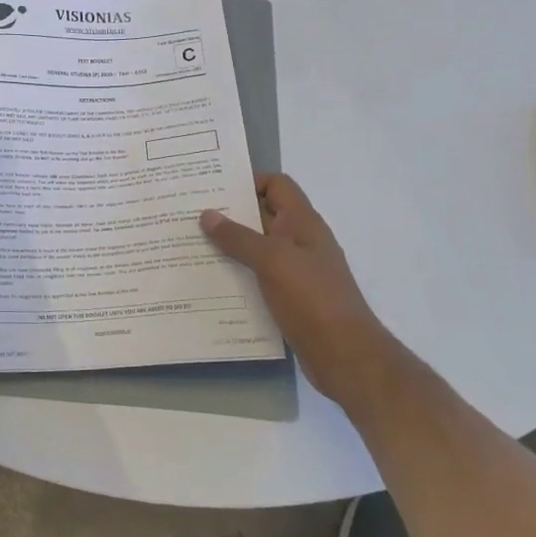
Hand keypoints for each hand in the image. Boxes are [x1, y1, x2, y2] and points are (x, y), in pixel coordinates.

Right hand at [201, 174, 396, 404]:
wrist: (346, 355)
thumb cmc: (312, 299)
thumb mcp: (272, 260)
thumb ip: (238, 237)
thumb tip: (207, 214)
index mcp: (303, 223)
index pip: (277, 185)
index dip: (249, 181)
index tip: (214, 188)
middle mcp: (300, 241)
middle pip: (263, 215)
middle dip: (230, 213)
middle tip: (190, 213)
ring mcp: (296, 271)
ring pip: (258, 247)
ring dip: (230, 245)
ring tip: (191, 244)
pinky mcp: (290, 297)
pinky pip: (258, 275)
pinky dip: (237, 273)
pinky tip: (210, 279)